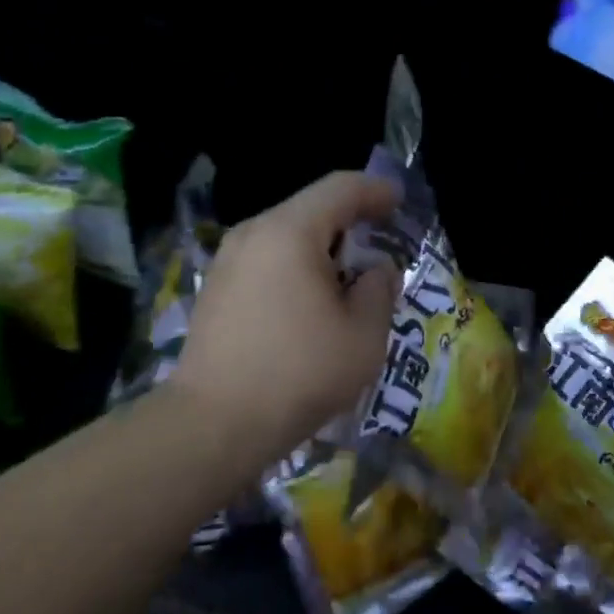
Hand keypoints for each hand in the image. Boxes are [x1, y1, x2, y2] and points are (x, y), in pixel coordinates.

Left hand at [168, 171, 400, 469]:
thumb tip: (376, 271)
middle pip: (310, 209)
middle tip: (380, 244)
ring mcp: (227, 262)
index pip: (340, 189)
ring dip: (322, 249)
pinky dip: (296, 268)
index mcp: (290, 232)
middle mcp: (253, 234)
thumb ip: (379, 291)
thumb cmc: (299, 373)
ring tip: (348, 280)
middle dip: (350, 222)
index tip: (399, 201)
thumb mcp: (364, 336)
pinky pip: (266, 261)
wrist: (214, 424)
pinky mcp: (215, 290)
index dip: (375, 190)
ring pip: (286, 237)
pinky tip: (310, 304)